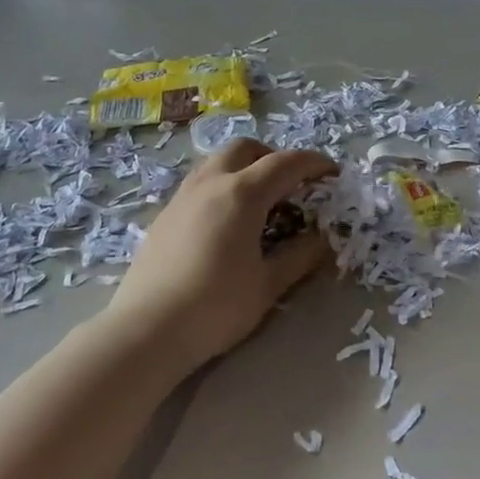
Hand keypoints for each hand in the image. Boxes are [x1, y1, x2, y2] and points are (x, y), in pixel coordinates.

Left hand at [104, 139, 336, 375]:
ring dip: (245, 167)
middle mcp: (211, 183)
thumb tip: (324, 239)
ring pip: (218, 161)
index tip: (333, 173)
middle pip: (246, 148)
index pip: (286, 163)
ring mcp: (183, 196)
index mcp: (242, 194)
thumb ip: (300, 256)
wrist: (146, 330)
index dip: (314, 163)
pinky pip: (200, 182)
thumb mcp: (268, 285)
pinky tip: (226, 221)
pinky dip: (222, 185)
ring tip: (259, 201)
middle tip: (291, 185)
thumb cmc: (215, 307)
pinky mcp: (165, 214)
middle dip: (274, 157)